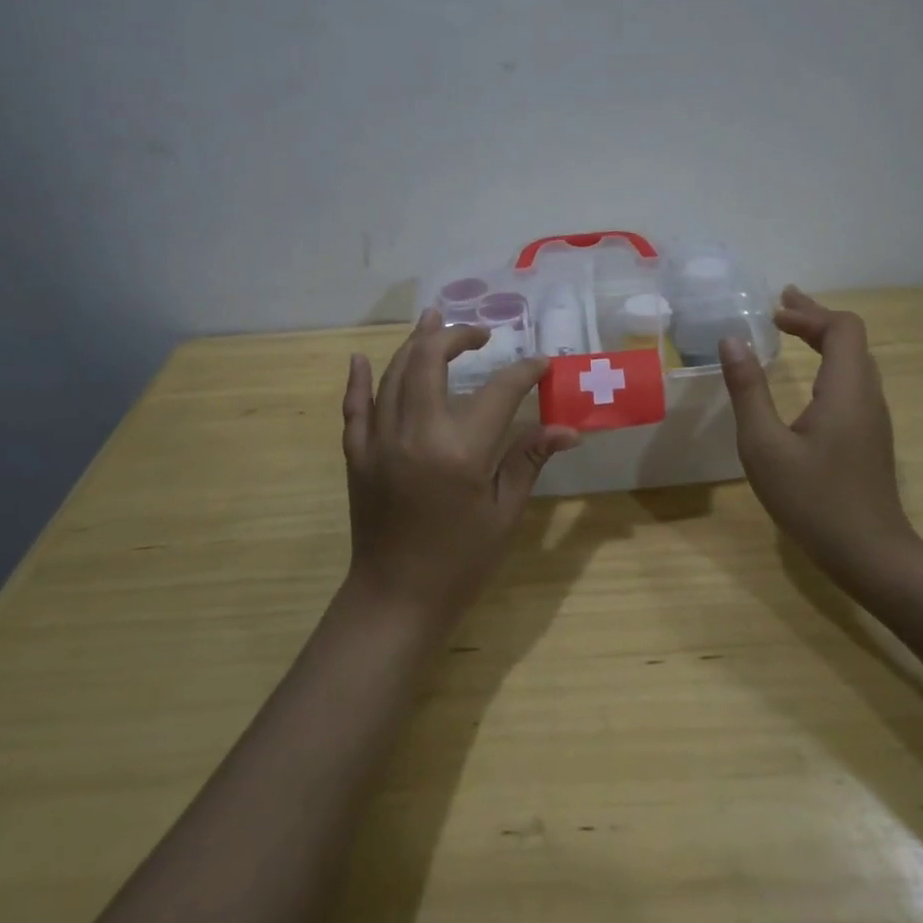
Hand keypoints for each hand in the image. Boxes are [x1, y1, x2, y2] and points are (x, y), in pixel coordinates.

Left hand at [340, 309, 577, 627]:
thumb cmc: (460, 562)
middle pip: (430, 360)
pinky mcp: (357, 455)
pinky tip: (363, 359)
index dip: (525, 371)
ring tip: (434, 321)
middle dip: (457, 336)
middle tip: (480, 335)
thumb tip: (568, 430)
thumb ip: (528, 460)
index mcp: (460, 450)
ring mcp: (380, 441)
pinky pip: (354, 407)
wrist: (396, 601)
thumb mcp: (504, 513)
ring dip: (415, 343)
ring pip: (394, 373)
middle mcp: (416, 433)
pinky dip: (358, 380)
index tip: (541, 363)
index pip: (499, 391)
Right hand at [718, 287, 914, 583]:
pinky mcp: (870, 436)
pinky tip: (807, 379)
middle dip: (814, 318)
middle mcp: (866, 396)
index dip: (809, 313)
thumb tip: (732, 340)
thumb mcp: (765, 445)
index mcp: (845, 390)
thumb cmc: (813, 500)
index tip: (773, 315)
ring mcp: (872, 418)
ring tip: (791, 331)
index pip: (842, 329)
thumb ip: (748, 390)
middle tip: (780, 306)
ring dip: (823, 340)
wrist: (870, 555)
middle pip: (850, 339)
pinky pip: (853, 382)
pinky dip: (828, 363)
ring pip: (854, 361)